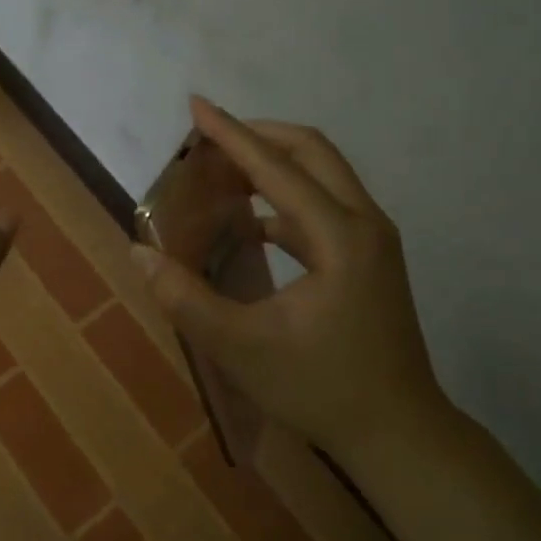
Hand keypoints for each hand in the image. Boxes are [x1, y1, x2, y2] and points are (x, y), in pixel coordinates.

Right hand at [133, 97, 451, 465]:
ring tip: (224, 175)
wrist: (400, 434)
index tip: (196, 105)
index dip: (231, 134)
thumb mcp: (241, 347)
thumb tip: (140, 254)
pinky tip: (252, 226)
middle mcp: (364, 223)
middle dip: (258, 136)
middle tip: (210, 140)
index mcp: (339, 236)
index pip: (276, 167)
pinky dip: (286, 201)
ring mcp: (374, 240)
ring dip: (274, 165)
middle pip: (311, 151)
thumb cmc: (321, 389)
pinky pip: (326, 207)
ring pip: (323, 176)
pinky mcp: (372, 258)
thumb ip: (185, 298)